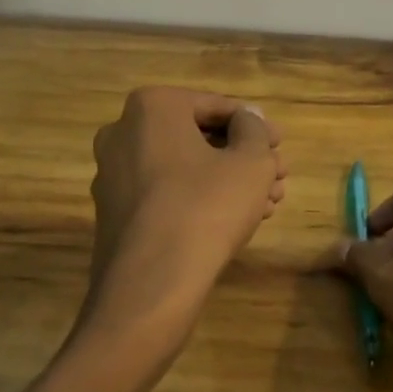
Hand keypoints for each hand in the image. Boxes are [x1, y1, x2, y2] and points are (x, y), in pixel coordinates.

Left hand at [83, 88, 286, 348]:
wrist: (151, 285)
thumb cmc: (206, 207)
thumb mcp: (250, 162)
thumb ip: (254, 130)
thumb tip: (247, 120)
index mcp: (151, 107)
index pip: (215, 106)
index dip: (255, 125)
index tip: (280, 145)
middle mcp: (122, 133)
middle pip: (198, 137)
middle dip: (242, 155)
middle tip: (276, 175)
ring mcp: (112, 175)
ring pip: (183, 167)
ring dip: (226, 179)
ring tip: (266, 202)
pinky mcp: (114, 213)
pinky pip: (164, 192)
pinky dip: (199, 198)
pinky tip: (234, 219)